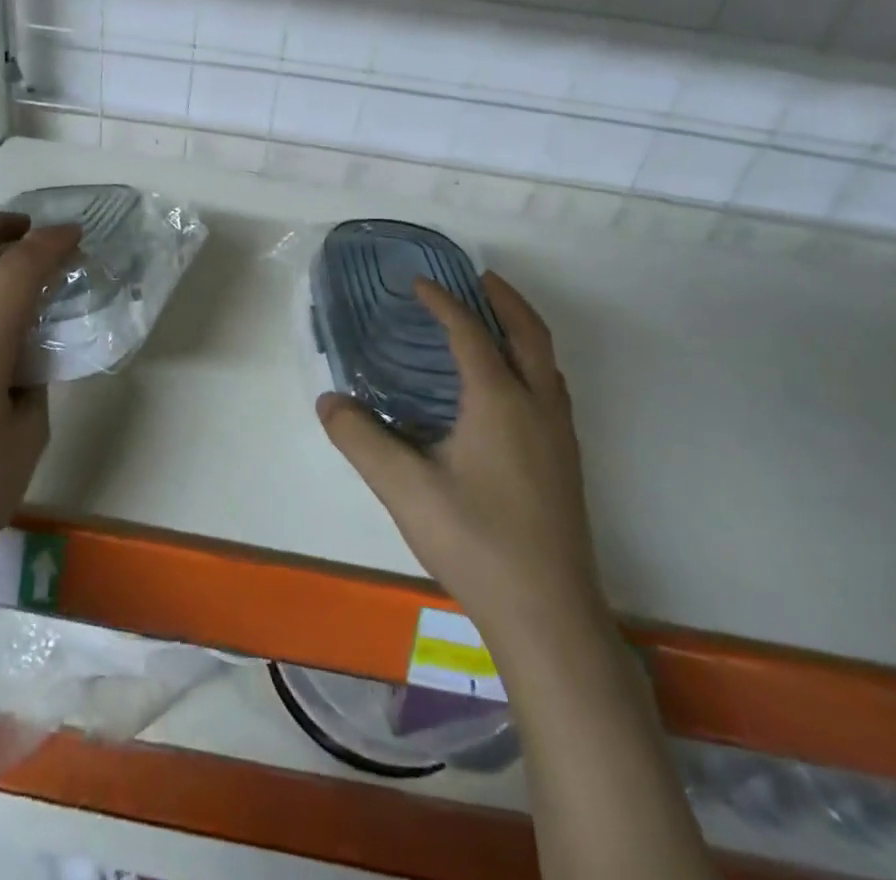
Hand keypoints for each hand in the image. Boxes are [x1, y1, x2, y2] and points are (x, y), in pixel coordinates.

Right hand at [318, 272, 607, 644]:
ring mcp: (560, 436)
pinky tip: (508, 389)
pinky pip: (551, 388)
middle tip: (478, 278)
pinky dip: (530, 363)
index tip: (419, 283)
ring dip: (522, 330)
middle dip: (505, 299)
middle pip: (529, 334)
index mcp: (500, 401)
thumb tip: (329, 400)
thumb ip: (360, 439)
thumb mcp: (404, 489)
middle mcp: (537, 407)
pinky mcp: (566, 463)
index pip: (470, 333)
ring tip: (493, 322)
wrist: (549, 616)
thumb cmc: (476, 542)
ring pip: (547, 362)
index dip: (443, 303)